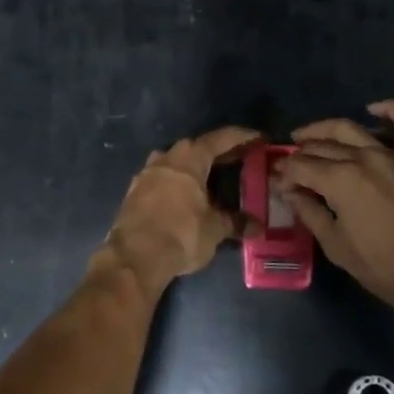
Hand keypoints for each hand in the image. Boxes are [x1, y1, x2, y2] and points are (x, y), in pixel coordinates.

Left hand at [101, 126, 259, 288]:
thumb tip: (257, 226)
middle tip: (240, 158)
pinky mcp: (134, 191)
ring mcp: (147, 173)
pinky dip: (178, 183)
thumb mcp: (215, 229)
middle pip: (198, 148)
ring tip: (212, 178)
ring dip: (195, 167)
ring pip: (177, 162)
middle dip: (219, 153)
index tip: (258, 137)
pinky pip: (163, 179)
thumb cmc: (181, 233)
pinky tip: (186, 196)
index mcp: (190, 157)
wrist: (134, 257)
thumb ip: (235, 222)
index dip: (242, 137)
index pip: (221, 138)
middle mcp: (167, 157)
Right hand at [277, 100, 393, 317]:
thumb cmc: (384, 268)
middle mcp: (362, 158)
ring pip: (350, 129)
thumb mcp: (337, 246)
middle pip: (321, 146)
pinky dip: (390, 110)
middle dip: (300, 154)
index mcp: (340, 181)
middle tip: (290, 166)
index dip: (285, 174)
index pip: (300, 166)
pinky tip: (372, 108)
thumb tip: (289, 192)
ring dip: (325, 129)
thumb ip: (310, 213)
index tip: (280, 185)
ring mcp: (391, 154)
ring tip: (309, 136)